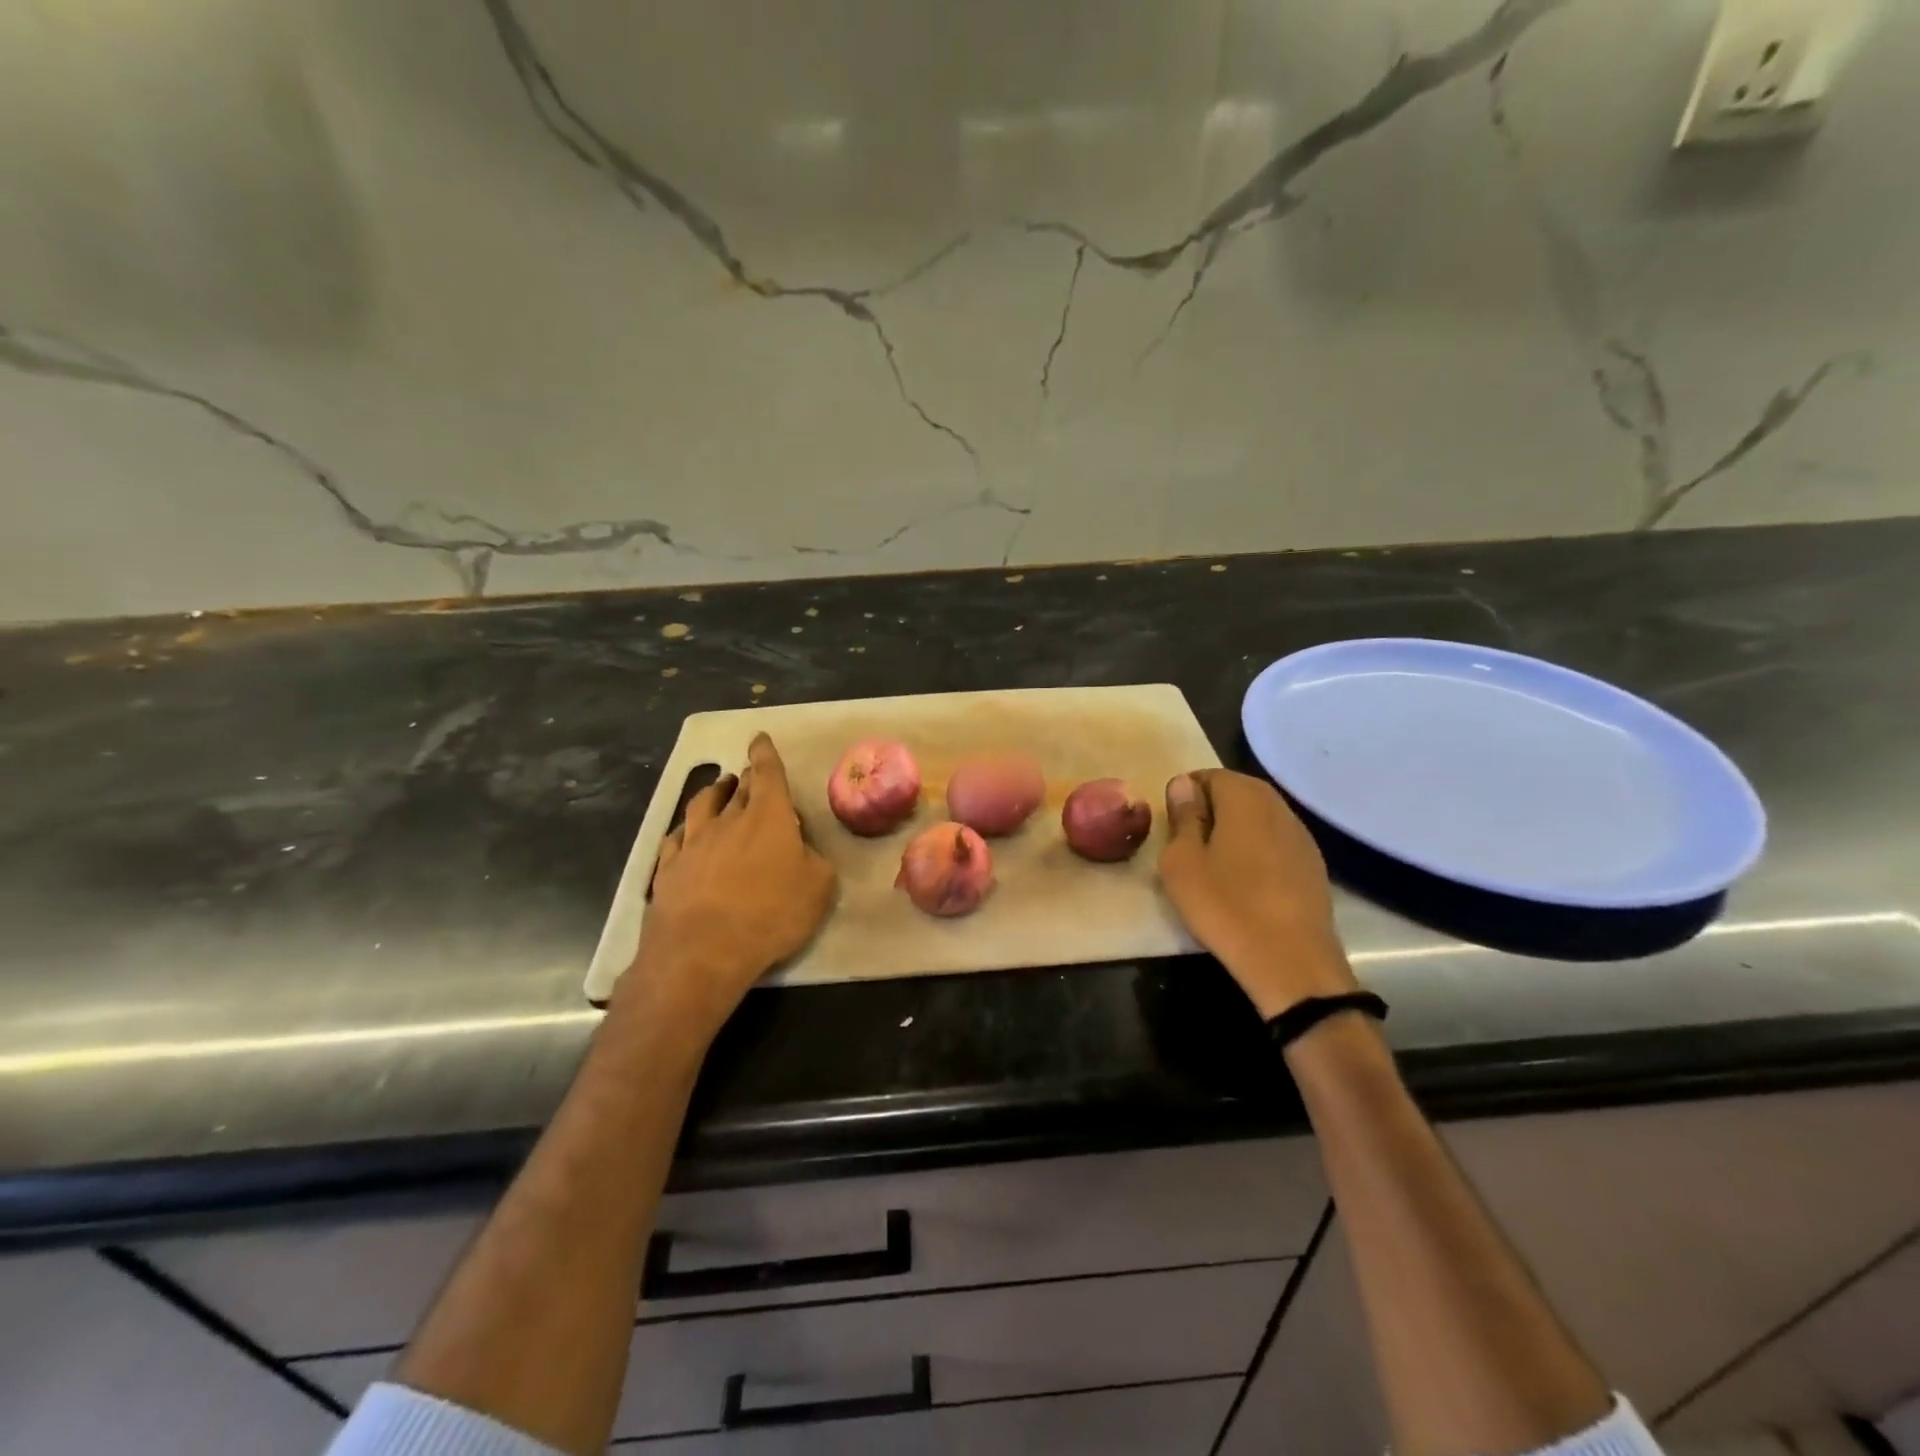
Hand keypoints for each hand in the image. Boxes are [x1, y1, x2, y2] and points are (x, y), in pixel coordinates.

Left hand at [624, 733, 837, 1031]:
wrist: (702, 951)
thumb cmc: (770, 914)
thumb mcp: (818, 889)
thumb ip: (814, 861)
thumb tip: (803, 851)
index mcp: (768, 817)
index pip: (768, 773)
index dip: (765, 753)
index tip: (759, 738)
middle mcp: (728, 820)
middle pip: (737, 788)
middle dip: (746, 777)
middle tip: (748, 774)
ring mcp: (693, 843)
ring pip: (702, 806)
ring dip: (713, 794)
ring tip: (718, 789)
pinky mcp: (668, 868)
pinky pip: (675, 838)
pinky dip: (685, 830)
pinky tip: (684, 835)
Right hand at [1158, 769, 1358, 1019]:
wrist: (1292, 963)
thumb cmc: (1225, 906)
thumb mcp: (1181, 862)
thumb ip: (1183, 817)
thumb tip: (1184, 785)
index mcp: (1245, 797)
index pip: (1208, 775)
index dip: (1185, 795)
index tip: (1171, 827)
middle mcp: (1278, 805)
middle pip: (1237, 792)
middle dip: (1210, 811)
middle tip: (1187, 846)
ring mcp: (1301, 835)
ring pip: (1258, 818)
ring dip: (1234, 831)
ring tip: (1213, 865)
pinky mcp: (1313, 864)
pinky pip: (1275, 842)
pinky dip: (1256, 851)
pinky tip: (1244, 883)